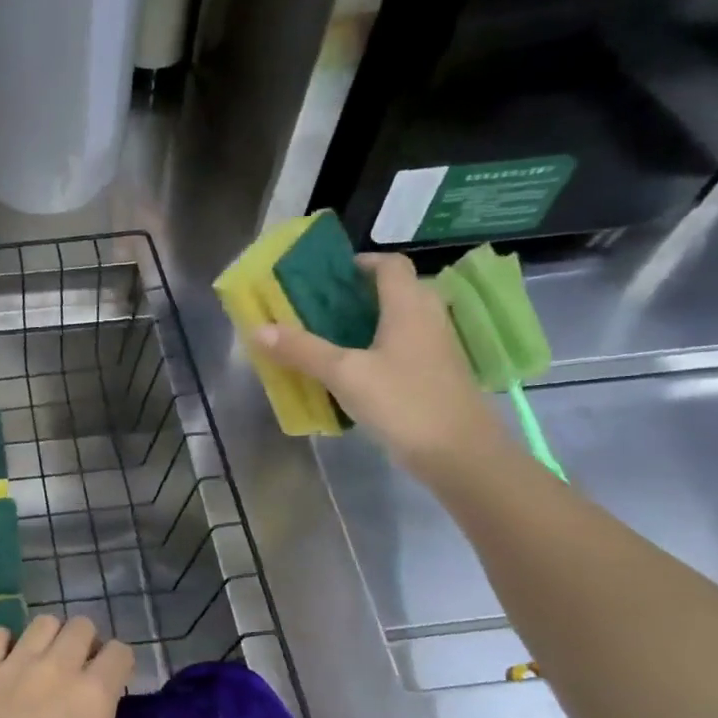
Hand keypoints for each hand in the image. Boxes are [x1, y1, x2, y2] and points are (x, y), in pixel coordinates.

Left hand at [0, 615, 233, 717]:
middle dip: (86, 644)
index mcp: (94, 691)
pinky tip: (5, 665)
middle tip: (80, 676)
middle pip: (80, 627)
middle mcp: (56, 665)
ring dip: (50, 638)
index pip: (119, 652)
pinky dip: (3, 643)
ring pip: (41, 624)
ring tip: (46, 666)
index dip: (121, 665)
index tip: (114, 688)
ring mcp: (13, 664)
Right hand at [253, 252, 510, 479]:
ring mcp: (436, 350)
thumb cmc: (404, 402)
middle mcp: (427, 319)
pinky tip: (353, 373)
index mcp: (409, 306)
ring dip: (368, 324)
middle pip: (396, 292)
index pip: (390, 265)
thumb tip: (258, 328)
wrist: (460, 454)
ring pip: (399, 323)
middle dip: (359, 295)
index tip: (329, 275)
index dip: (361, 263)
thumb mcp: (345, 374)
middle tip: (321, 307)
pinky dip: (378, 351)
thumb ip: (302, 350)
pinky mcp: (436, 377)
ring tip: (329, 338)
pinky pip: (403, 350)